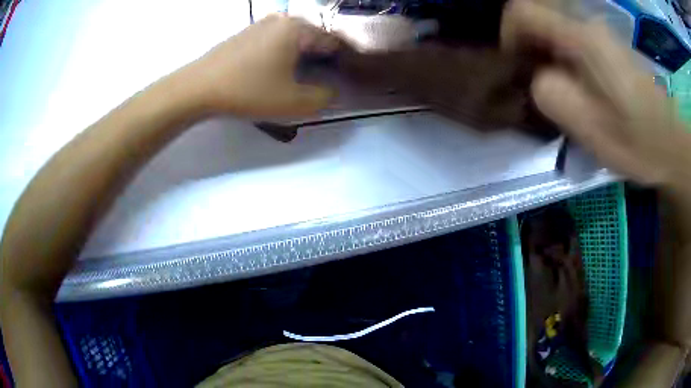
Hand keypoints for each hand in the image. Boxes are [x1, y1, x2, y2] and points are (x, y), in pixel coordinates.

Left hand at [184, 15, 338, 116]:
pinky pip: (273, 43)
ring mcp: (260, 24)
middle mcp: (281, 19)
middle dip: (319, 61)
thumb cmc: (248, 91)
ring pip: (292, 41)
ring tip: (295, 81)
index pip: (332, 42)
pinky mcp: (245, 34)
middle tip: (315, 85)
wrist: (197, 89)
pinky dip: (280, 56)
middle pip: (312, 40)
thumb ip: (324, 98)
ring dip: (299, 59)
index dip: (340, 63)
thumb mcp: (294, 102)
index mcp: (297, 28)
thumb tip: (332, 91)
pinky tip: (272, 73)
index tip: (339, 82)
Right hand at [501, 0, 690, 189]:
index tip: (514, 65)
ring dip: (545, 50)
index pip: (522, 11)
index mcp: (582, 39)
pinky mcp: (607, 45)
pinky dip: (562, 54)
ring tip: (555, 84)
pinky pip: (571, 36)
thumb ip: (551, 94)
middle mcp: (588, 25)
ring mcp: (599, 33)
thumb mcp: (588, 126)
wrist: (669, 145)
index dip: (507, 33)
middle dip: (528, 44)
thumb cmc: (635, 142)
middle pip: (538, 16)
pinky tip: (574, 82)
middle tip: (534, 78)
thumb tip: (537, 77)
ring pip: (554, 26)